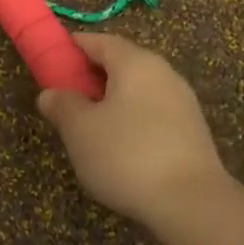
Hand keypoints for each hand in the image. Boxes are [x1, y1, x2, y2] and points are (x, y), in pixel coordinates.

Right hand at [36, 33, 230, 226]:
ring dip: (113, 99)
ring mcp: (182, 100)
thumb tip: (50, 94)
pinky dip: (133, 117)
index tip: (53, 60)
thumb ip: (63, 105)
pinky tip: (121, 145)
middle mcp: (163, 72)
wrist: (193, 203)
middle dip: (93, 75)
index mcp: (135, 62)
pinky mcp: (193, 129)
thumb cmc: (127, 155)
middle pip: (122, 62)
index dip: (74, 47)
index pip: (100, 41)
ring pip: (139, 88)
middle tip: (68, 96)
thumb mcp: (80, 130)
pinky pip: (154, 111)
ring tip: (91, 125)